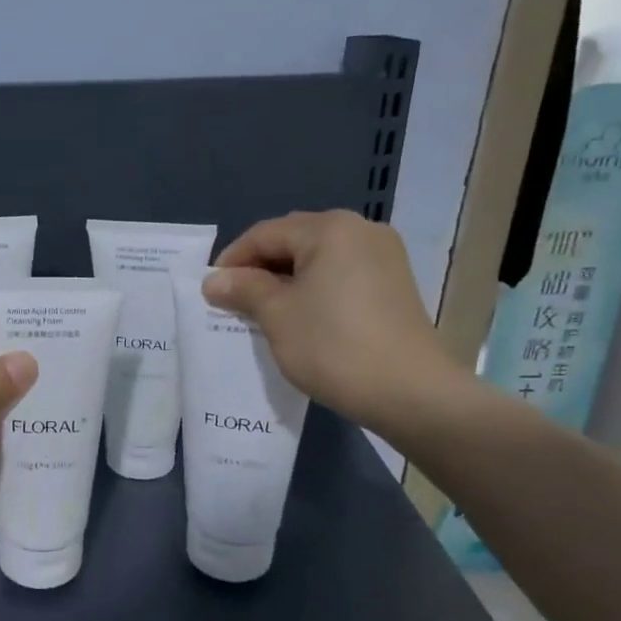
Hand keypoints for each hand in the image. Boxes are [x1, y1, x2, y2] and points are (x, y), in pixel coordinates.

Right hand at [204, 210, 476, 437]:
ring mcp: (383, 256)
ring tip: (262, 312)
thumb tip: (213, 281)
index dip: (232, 261)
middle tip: (233, 301)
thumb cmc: (333, 346)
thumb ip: (243, 289)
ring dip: (285, 281)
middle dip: (259, 268)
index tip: (210, 292)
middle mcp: (360, 230)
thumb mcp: (277, 315)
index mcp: (330, 229)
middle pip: (293, 240)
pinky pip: (339, 274)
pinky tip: (299, 317)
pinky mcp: (392, 284)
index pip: (264, 234)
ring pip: (317, 259)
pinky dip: (313, 289)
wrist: (410, 392)